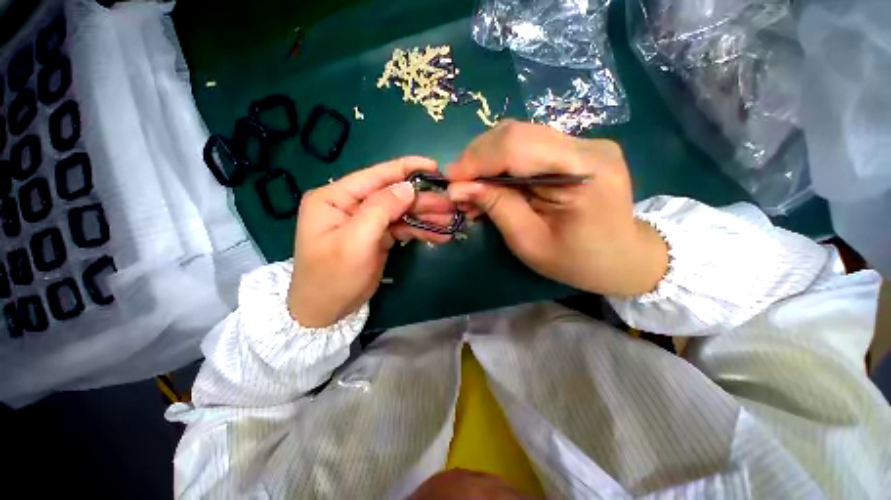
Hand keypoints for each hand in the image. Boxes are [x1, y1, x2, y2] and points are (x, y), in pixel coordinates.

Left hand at [289, 157, 454, 326]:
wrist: (326, 312)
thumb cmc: (332, 277)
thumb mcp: (355, 242)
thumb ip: (380, 210)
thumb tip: (407, 187)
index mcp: (335, 198)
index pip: (375, 176)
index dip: (405, 169)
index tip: (433, 166)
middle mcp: (351, 204)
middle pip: (393, 195)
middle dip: (422, 199)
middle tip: (450, 203)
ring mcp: (366, 220)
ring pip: (401, 212)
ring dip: (426, 216)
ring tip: (450, 220)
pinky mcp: (378, 236)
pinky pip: (402, 228)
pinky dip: (420, 231)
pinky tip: (439, 234)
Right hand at [447, 120, 667, 296]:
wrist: (623, 259)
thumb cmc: (578, 261)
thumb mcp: (530, 242)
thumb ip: (496, 207)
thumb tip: (458, 187)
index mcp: (584, 171)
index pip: (518, 145)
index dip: (477, 160)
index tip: (450, 180)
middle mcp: (587, 146)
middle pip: (516, 133)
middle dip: (478, 158)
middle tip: (458, 186)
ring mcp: (583, 144)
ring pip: (519, 137)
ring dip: (487, 161)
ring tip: (471, 189)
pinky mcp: (575, 150)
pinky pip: (528, 148)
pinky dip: (502, 164)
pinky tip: (492, 184)